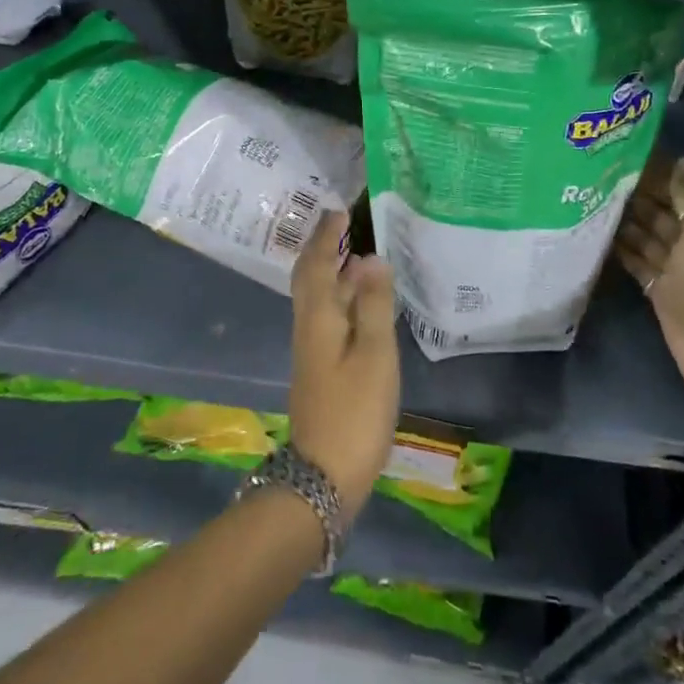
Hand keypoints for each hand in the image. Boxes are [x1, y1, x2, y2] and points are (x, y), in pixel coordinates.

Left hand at [288, 210, 399, 511]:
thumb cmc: (354, 410)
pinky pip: (327, 314)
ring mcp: (312, 348)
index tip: (339, 210)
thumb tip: (372, 258)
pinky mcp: (320, 366)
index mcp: (318, 317)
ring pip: (318, 296)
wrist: (324, 473)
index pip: (316, 263)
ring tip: (358, 253)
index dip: (326, 236)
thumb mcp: (374, 354)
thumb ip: (375, 304)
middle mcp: (308, 326)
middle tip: (345, 225)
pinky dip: (340, 295)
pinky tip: (362, 302)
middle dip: (324, 248)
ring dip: (332, 270)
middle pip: (310, 277)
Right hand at [614, 154, 683, 389]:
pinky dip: (621, 251)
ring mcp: (670, 269)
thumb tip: (683, 159)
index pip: (679, 197)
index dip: (658, 181)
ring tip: (594, 203)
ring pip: (644, 239)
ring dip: (625, 224)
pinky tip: (599, 235)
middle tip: (602, 180)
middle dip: (636, 200)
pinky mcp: (655, 289)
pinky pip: (635, 263)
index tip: (628, 162)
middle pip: (659, 218)